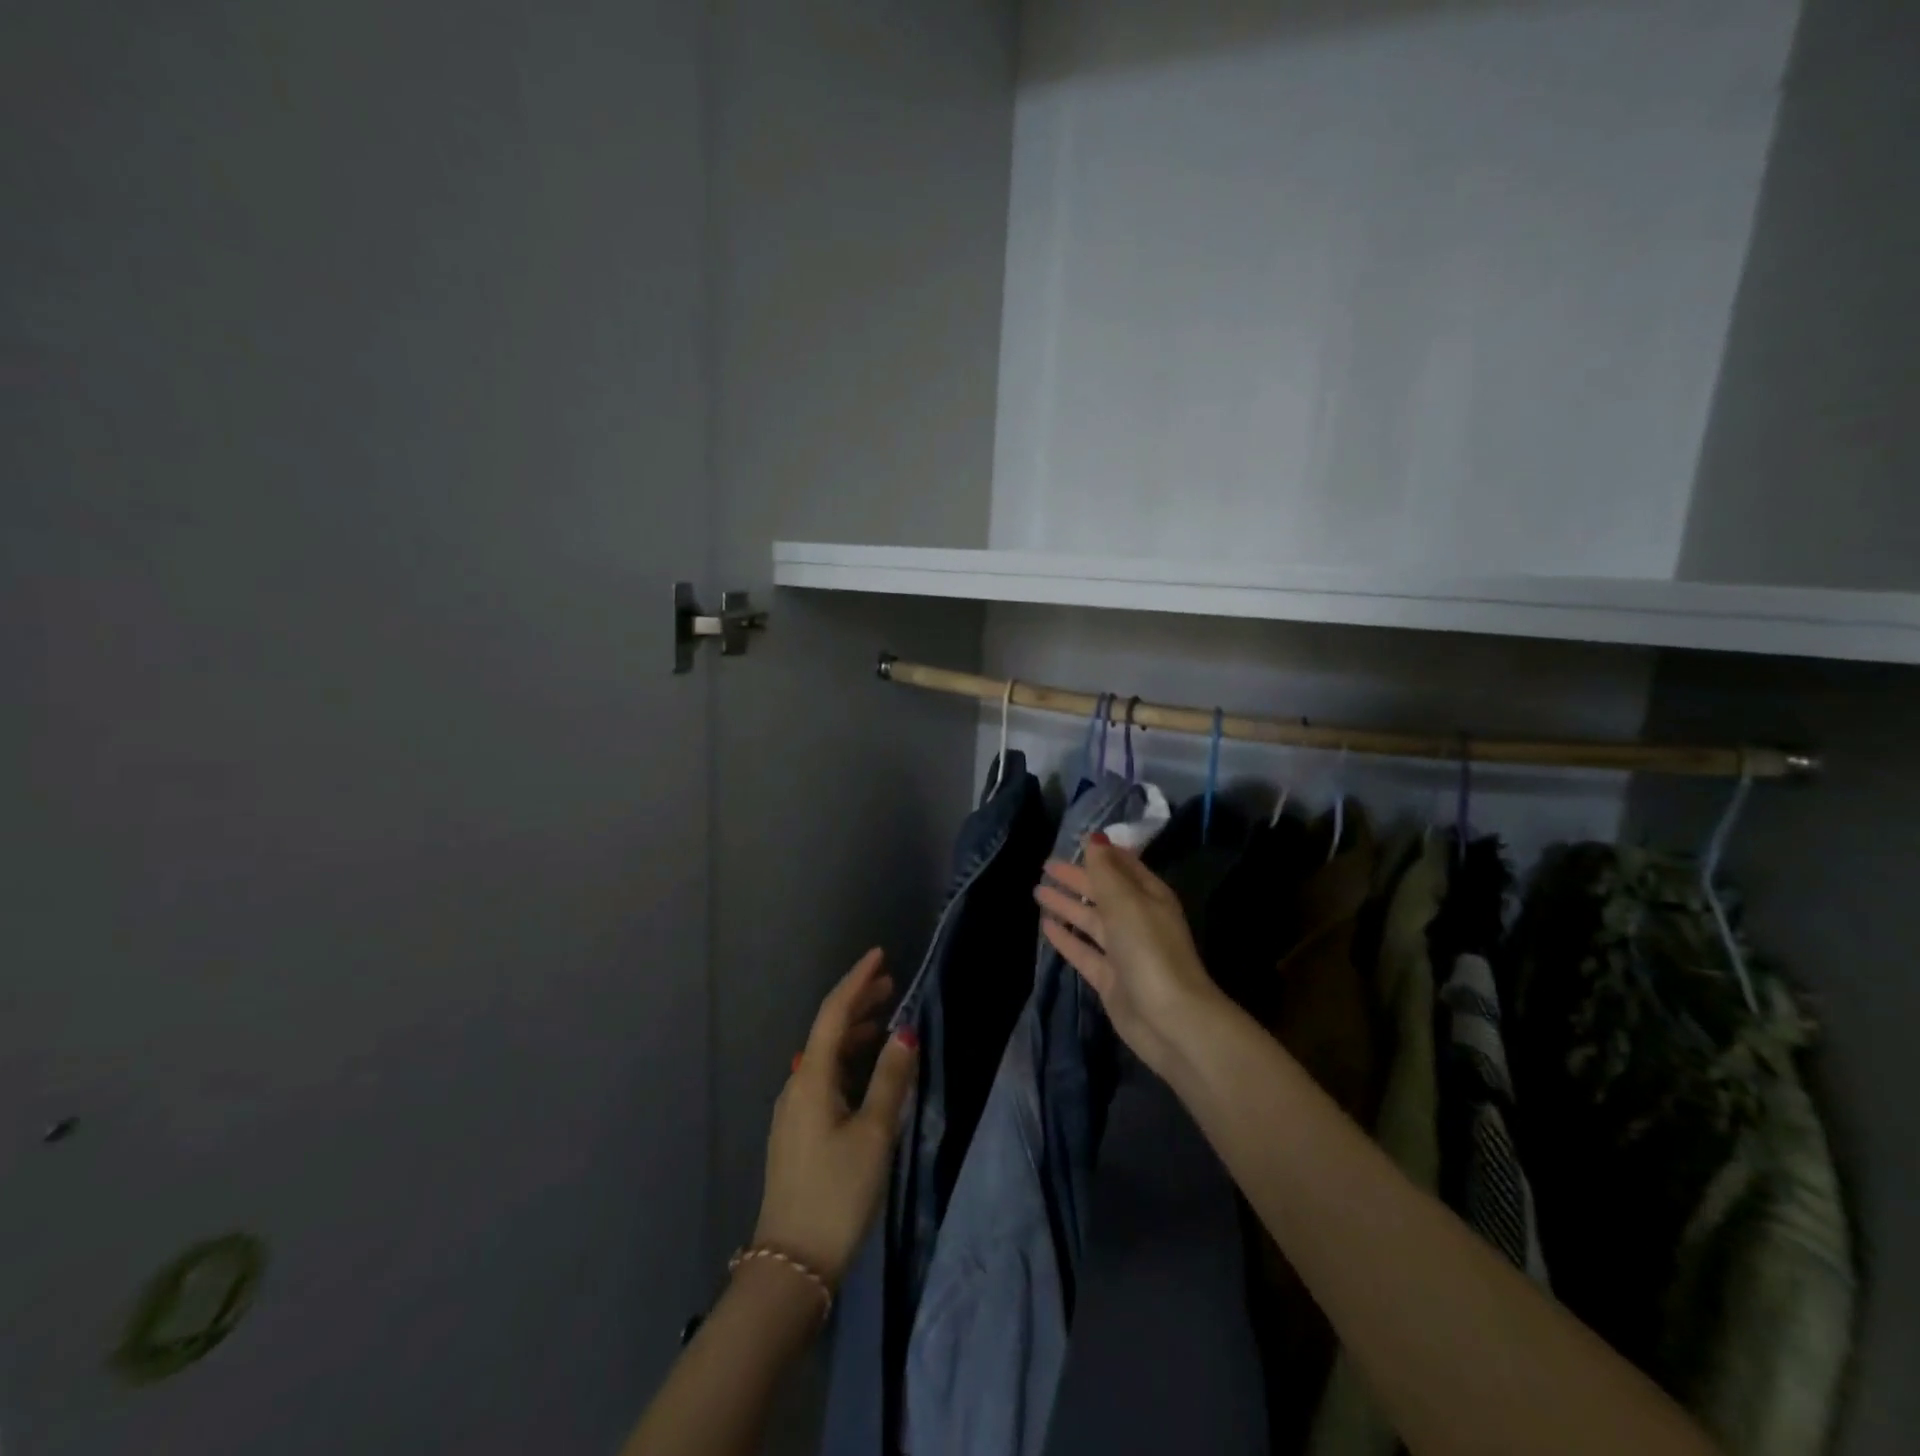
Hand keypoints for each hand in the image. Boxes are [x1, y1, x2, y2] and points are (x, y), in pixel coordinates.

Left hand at [751, 948, 918, 1287]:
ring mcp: (794, 1110)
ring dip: (855, 1032)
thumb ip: (891, 1079)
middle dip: (858, 1003)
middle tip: (890, 984)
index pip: (834, 1013)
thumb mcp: (874, 1135)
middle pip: (828, 1031)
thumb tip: (905, 1032)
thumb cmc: (837, 1193)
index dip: (857, 981)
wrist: (791, 1265)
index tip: (879, 955)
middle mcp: (797, 1084)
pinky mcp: (799, 1131)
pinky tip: (868, 1068)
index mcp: (811, 1078)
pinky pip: (826, 1077)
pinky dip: (849, 1060)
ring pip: (826, 1055)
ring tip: (885, 1019)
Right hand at [1034, 837, 1225, 1077]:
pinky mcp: (1109, 978)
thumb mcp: (1126, 902)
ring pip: (1090, 921)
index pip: (1123, 866)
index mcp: (1149, 896)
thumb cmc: (1149, 950)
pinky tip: (1046, 926)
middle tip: (1046, 865)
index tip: (1076, 840)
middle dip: (1077, 878)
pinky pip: (1083, 950)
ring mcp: (1123, 951)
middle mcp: (1137, 919)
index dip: (1101, 853)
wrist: (1170, 1019)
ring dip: (1067, 905)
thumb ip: (1105, 871)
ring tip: (1037, 891)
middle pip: (1102, 892)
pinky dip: (1065, 937)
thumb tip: (1094, 838)